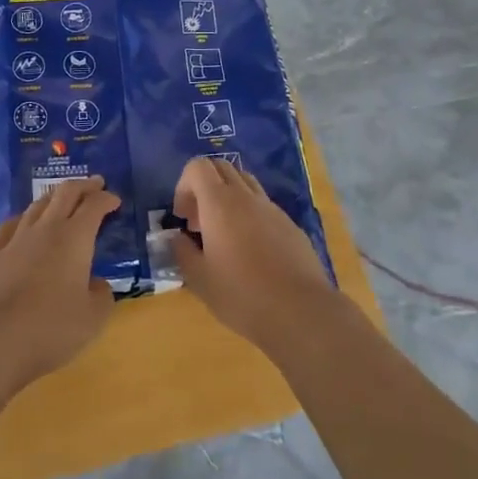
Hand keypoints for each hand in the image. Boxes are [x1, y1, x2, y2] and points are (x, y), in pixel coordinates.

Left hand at [0, 175, 119, 390]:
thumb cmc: (51, 327)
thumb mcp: (93, 318)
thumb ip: (102, 296)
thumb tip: (97, 284)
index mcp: (75, 238)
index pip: (94, 206)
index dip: (106, 199)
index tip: (115, 200)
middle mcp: (47, 228)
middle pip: (65, 192)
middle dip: (83, 185)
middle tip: (95, 184)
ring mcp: (16, 237)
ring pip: (38, 204)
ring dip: (55, 197)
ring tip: (62, 200)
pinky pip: (12, 224)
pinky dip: (25, 218)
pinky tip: (24, 224)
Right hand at [169, 157, 335, 355]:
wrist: (300, 311)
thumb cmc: (242, 295)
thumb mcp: (199, 280)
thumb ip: (182, 252)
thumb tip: (177, 238)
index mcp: (219, 203)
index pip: (198, 167)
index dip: (184, 186)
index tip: (183, 218)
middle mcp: (246, 196)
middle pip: (221, 168)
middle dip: (204, 187)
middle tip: (199, 223)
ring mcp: (272, 208)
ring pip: (245, 182)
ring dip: (227, 197)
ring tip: (224, 234)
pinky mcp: (290, 224)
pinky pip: (263, 205)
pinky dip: (249, 214)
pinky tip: (251, 250)